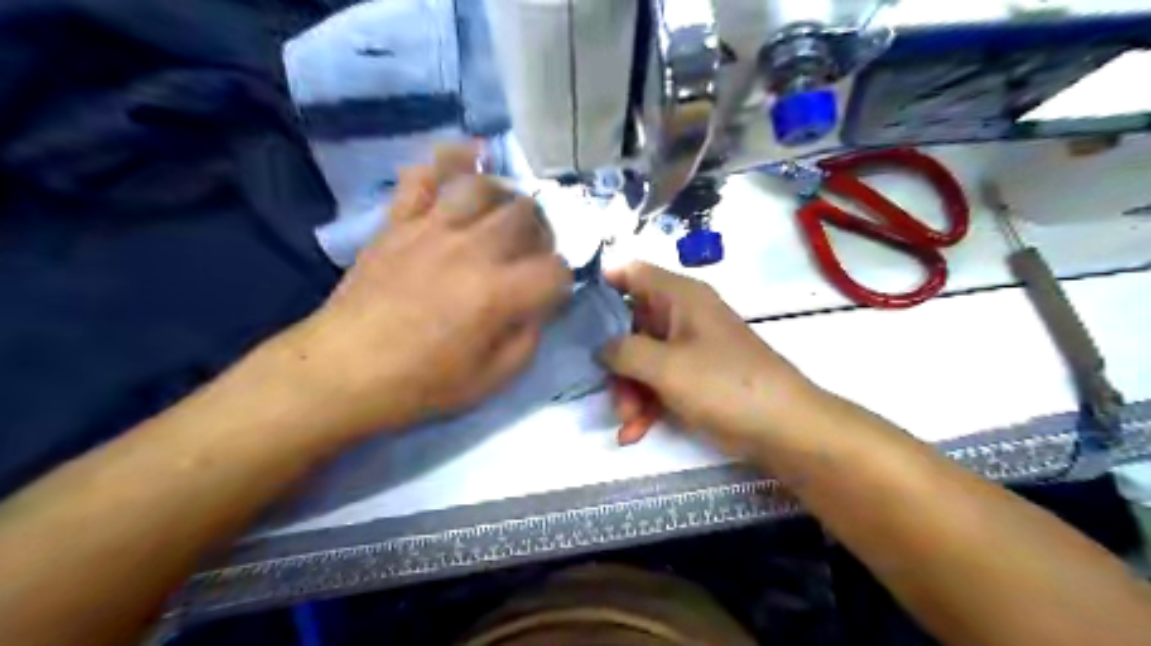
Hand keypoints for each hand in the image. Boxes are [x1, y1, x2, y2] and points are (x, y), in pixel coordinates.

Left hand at [282, 144, 569, 438]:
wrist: (343, 370)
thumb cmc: (420, 383)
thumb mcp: (491, 381)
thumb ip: (527, 339)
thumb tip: (537, 308)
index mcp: (499, 293)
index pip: (556, 269)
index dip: (562, 283)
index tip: (549, 297)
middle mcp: (472, 249)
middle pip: (527, 216)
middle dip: (543, 234)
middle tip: (533, 254)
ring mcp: (432, 229)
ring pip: (483, 187)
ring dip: (505, 197)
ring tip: (504, 214)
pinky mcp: (399, 222)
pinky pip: (424, 176)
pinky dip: (448, 160)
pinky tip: (468, 159)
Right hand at [603, 263, 818, 453]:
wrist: (784, 429)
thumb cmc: (724, 385)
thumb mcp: (666, 367)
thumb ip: (623, 351)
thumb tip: (600, 346)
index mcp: (679, 296)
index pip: (630, 272)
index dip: (600, 285)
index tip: (572, 314)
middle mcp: (682, 315)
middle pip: (629, 322)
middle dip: (614, 360)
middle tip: (606, 389)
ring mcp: (689, 347)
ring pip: (641, 358)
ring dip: (628, 390)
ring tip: (628, 421)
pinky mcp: (695, 376)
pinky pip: (658, 381)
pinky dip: (645, 404)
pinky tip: (634, 433)